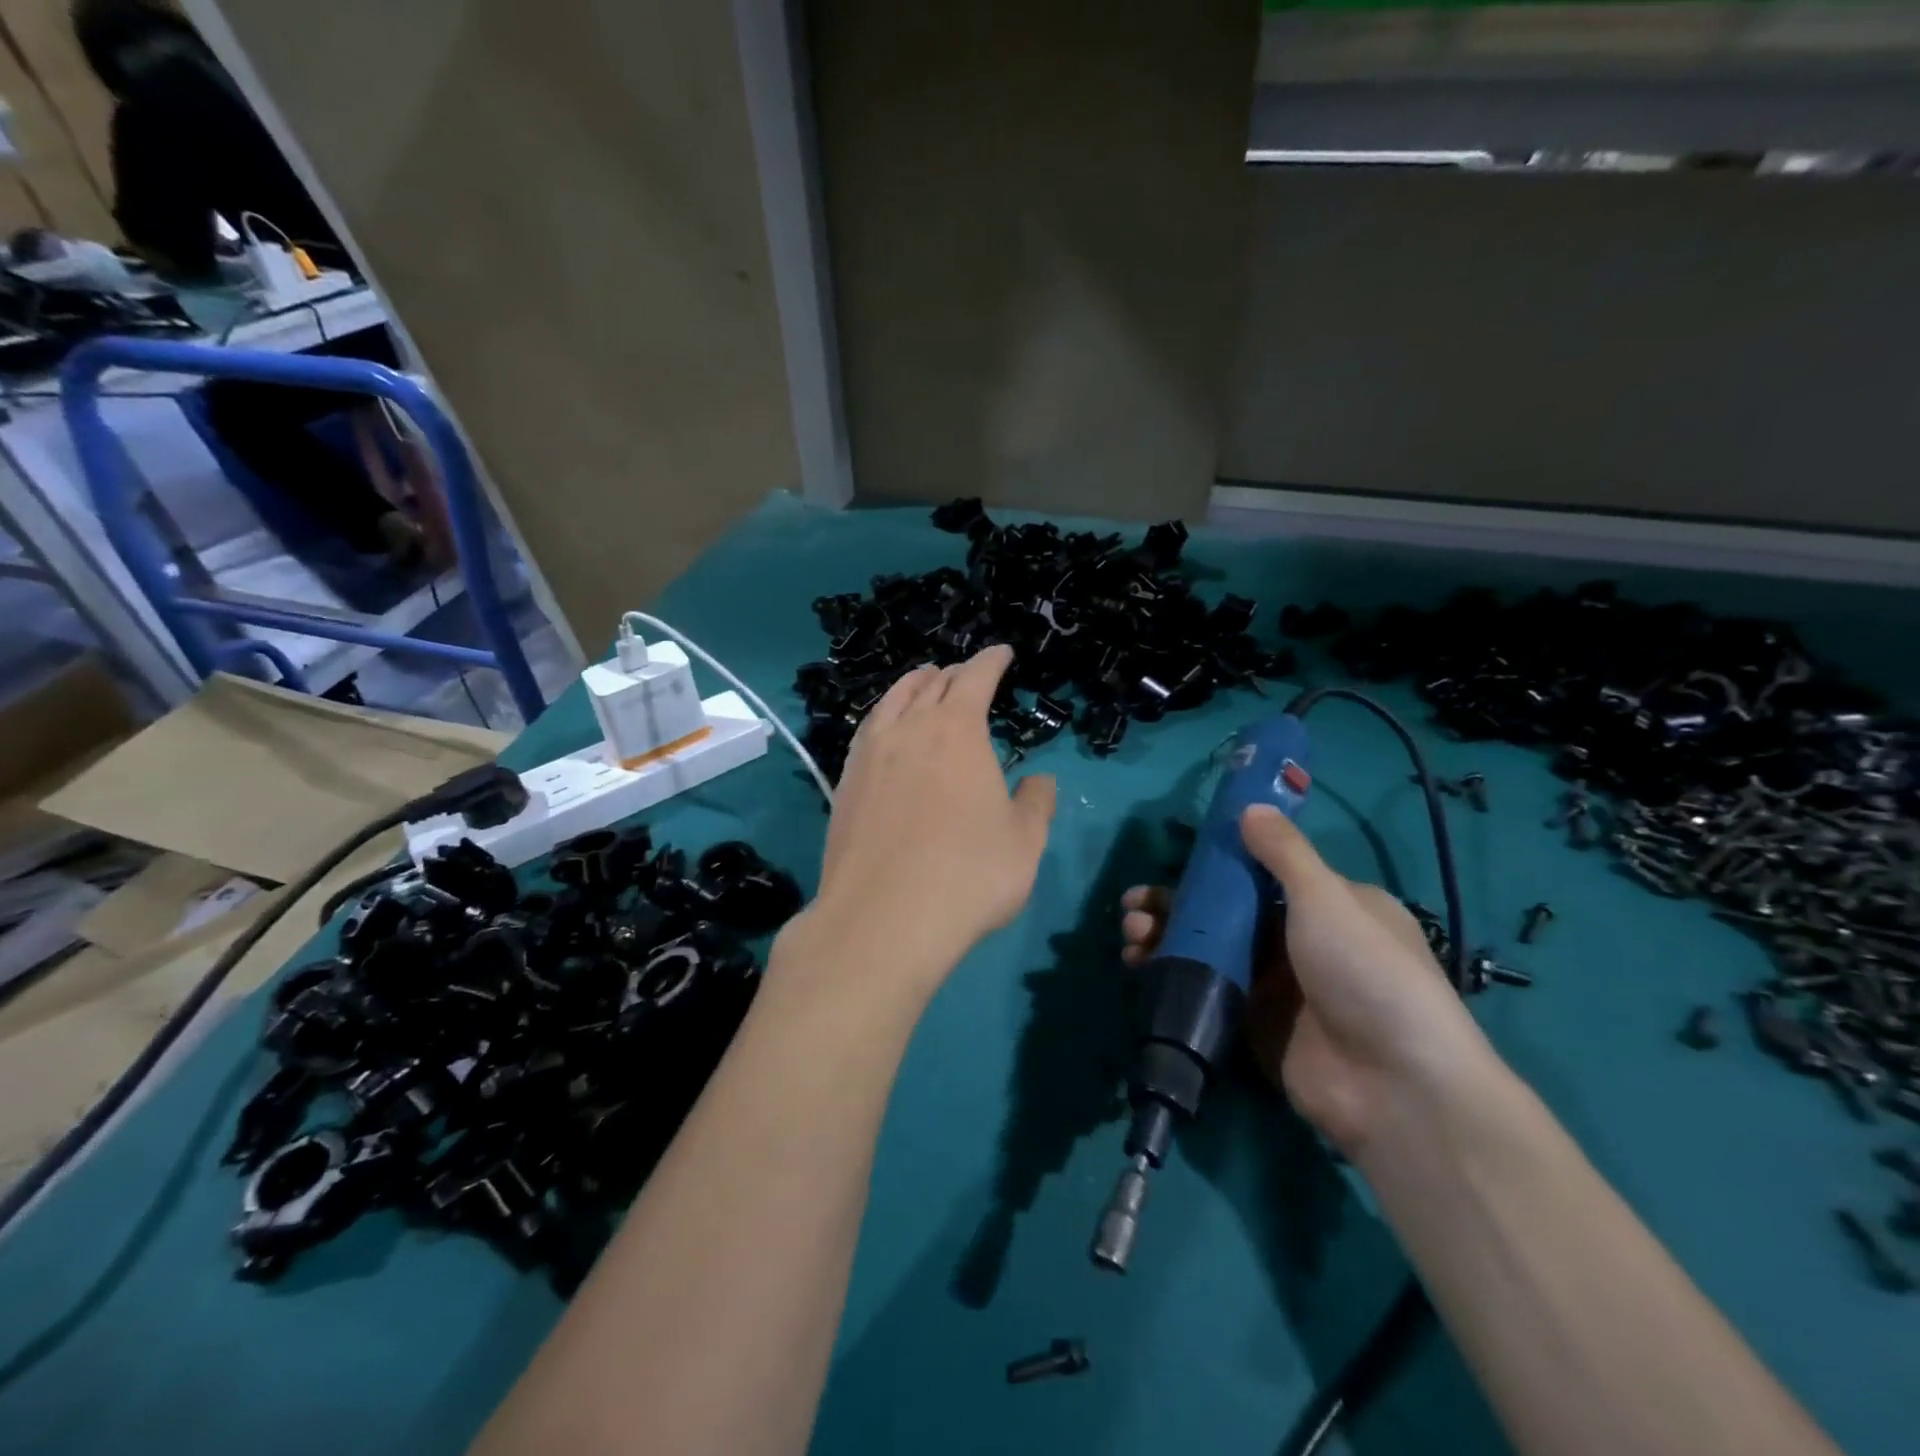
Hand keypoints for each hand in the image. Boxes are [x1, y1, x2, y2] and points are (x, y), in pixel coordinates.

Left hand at [791, 645, 1056, 1001]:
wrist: (882, 919)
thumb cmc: (968, 875)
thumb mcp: (1024, 842)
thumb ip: (1037, 803)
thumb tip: (1039, 780)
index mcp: (957, 729)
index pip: (976, 677)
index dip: (992, 660)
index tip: (1002, 652)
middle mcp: (909, 729)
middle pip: (931, 684)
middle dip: (954, 674)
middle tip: (967, 675)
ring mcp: (869, 754)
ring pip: (892, 701)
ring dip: (913, 686)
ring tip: (924, 683)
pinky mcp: (844, 783)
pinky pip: (868, 730)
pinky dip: (885, 716)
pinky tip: (888, 731)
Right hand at [1121, 805, 1491, 1156]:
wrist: (1392, 1086)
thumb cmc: (1365, 971)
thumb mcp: (1327, 897)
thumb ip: (1283, 852)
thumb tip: (1250, 807)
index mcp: (1328, 904)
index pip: (1261, 873)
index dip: (1216, 864)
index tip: (1176, 861)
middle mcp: (1299, 939)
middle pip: (1225, 910)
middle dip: (1176, 902)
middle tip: (1134, 904)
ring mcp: (1273, 983)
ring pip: (1207, 946)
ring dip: (1164, 934)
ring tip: (1130, 933)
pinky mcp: (1251, 1022)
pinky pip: (1203, 987)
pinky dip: (1169, 972)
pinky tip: (1138, 964)